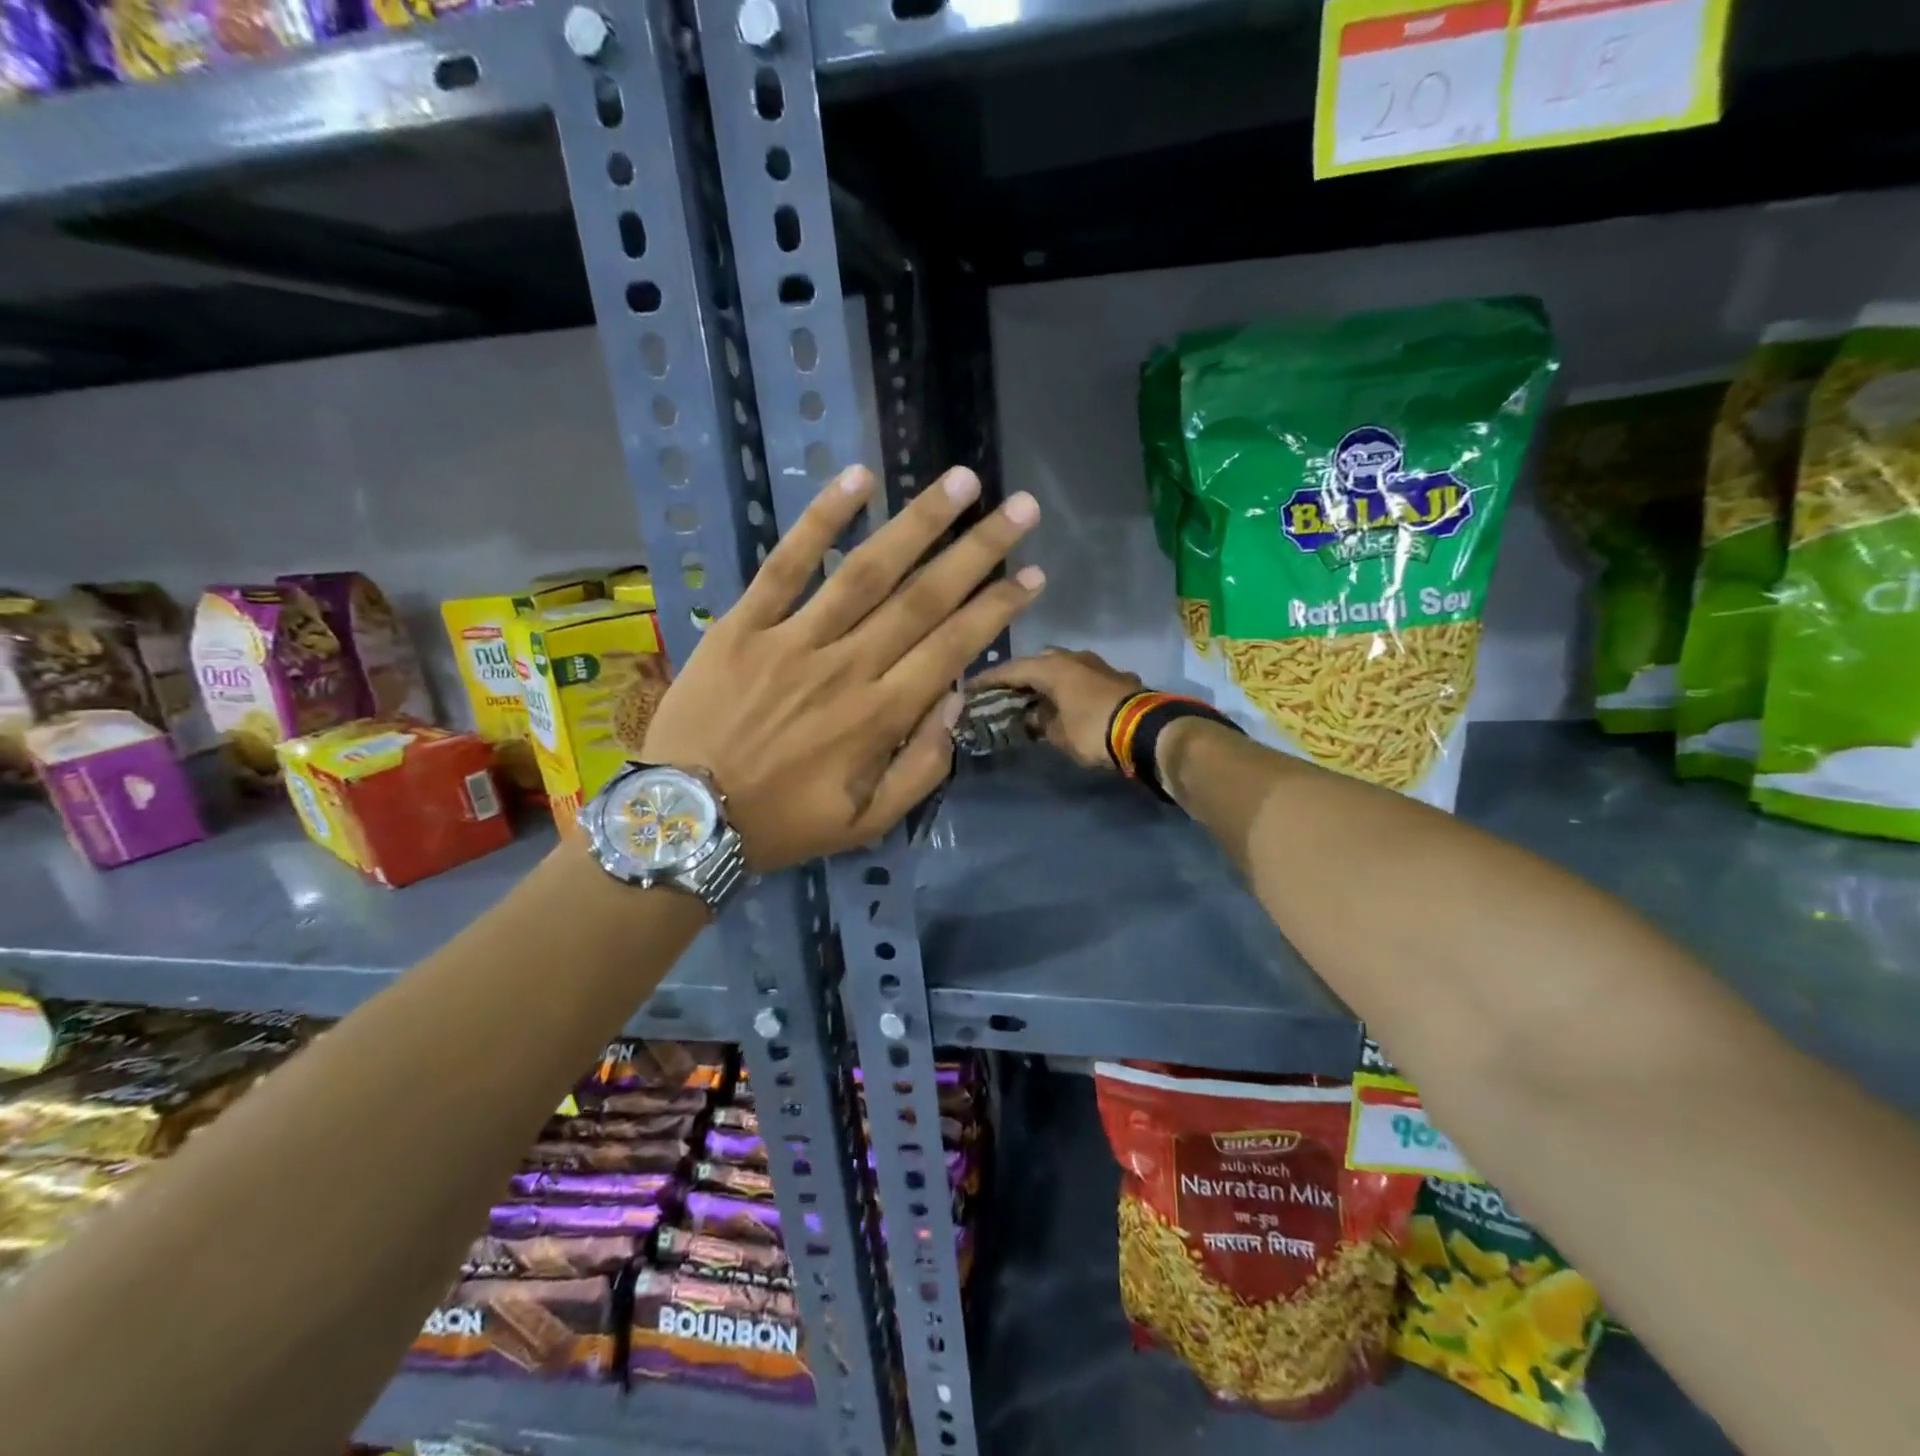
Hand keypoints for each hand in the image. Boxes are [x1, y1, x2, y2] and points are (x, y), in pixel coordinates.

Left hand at [642, 465, 1043, 870]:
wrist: (686, 818)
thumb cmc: (784, 823)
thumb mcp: (867, 822)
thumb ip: (922, 768)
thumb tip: (955, 699)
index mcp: (879, 716)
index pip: (952, 647)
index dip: (996, 609)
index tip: (1032, 574)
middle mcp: (847, 667)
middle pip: (923, 598)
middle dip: (979, 551)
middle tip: (1022, 508)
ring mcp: (793, 640)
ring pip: (867, 570)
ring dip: (919, 522)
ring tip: (961, 482)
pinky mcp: (744, 624)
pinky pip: (786, 564)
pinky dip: (821, 519)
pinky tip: (859, 478)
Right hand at [972, 648, 1142, 772]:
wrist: (1148, 730)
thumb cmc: (1093, 729)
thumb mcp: (1058, 734)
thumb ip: (1040, 723)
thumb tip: (1033, 718)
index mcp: (1052, 667)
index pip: (1011, 670)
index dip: (989, 680)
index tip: (970, 688)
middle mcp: (1073, 658)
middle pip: (1037, 663)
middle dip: (1020, 677)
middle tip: (1004, 693)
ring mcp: (1098, 665)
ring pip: (1063, 669)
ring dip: (1048, 682)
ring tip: (1034, 698)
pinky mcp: (1116, 678)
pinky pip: (1082, 679)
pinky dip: (1069, 689)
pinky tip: (1066, 703)